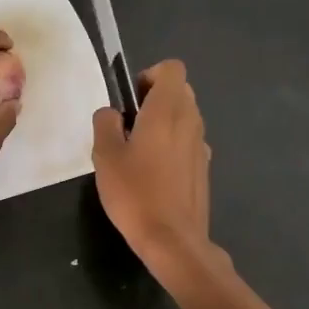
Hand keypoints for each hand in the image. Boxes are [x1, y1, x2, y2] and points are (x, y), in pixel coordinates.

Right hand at [91, 60, 211, 263]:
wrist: (172, 239)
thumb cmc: (135, 193)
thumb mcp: (105, 155)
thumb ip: (105, 123)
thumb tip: (112, 113)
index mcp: (167, 110)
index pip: (171, 68)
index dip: (149, 76)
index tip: (130, 100)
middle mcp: (191, 121)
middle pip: (179, 91)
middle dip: (154, 98)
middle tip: (128, 125)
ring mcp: (202, 145)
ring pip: (185, 117)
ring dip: (164, 123)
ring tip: (138, 152)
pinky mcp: (204, 168)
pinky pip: (188, 142)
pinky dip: (173, 146)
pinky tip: (154, 174)